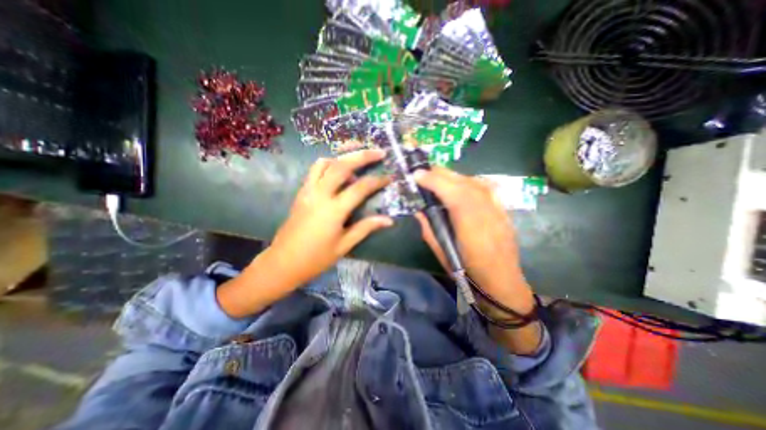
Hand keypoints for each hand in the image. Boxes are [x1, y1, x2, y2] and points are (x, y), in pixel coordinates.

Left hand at [267, 149, 391, 286]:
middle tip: (378, 152)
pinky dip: (329, 164)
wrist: (283, 262)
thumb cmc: (316, 258)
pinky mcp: (301, 192)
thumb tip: (388, 220)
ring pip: (325, 163)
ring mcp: (308, 191)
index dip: (377, 180)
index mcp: (334, 210)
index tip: (390, 177)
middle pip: (342, 166)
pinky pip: (315, 170)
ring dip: (343, 157)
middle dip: (362, 156)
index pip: (360, 188)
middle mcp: (320, 194)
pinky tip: (338, 172)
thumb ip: (366, 228)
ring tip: (357, 159)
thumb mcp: (344, 245)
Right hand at [412, 167, 533, 319]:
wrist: (503, 282)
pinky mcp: (502, 209)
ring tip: (438, 176)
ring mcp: (497, 208)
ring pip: (474, 181)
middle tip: (423, 172)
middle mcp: (486, 211)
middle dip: (440, 174)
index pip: (451, 193)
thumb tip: (419, 211)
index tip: (417, 175)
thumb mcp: (442, 254)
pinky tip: (460, 183)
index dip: (433, 181)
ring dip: (453, 176)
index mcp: (470, 225)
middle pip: (463, 183)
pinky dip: (468, 181)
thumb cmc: (469, 272)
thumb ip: (429, 229)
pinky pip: (483, 187)